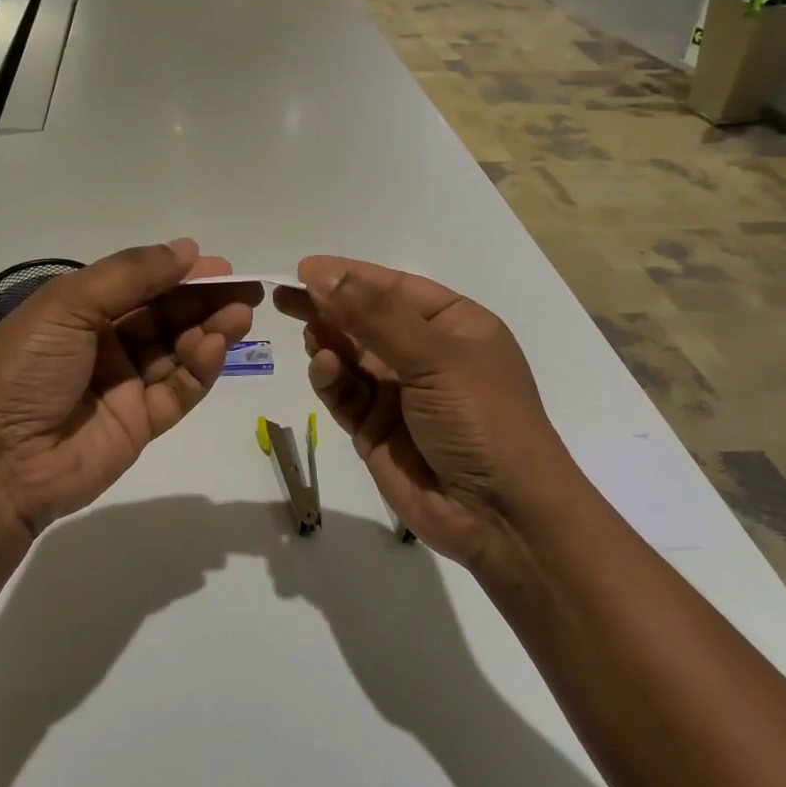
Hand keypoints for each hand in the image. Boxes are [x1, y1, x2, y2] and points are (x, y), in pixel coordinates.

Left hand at [0, 240, 261, 535]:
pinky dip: (199, 368)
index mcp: (77, 310)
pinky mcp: (140, 423)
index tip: (219, 265)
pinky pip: (178, 390)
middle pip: (164, 315)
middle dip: (203, 300)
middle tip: (245, 289)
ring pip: (176, 351)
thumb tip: (187, 249)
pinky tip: (215, 345)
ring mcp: (123, 385)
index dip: (178, 273)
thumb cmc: (25, 369)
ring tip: (240, 314)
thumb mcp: (67, 306)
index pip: (139, 284)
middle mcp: (103, 343)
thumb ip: (130, 275)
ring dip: (209, 330)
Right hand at [273, 256, 578, 572]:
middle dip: (328, 306)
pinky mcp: (374, 429)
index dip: (350, 275)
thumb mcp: (436, 358)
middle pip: (365, 320)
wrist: (502, 517)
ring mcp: (398, 393)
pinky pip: (344, 394)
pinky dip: (330, 379)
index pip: (394, 288)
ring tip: (309, 332)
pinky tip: (323, 367)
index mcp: (454, 326)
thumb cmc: (482, 419)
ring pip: (350, 356)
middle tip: (283, 296)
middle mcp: (425, 355)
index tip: (305, 268)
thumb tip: (322, 274)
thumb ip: (375, 316)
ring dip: (328, 342)